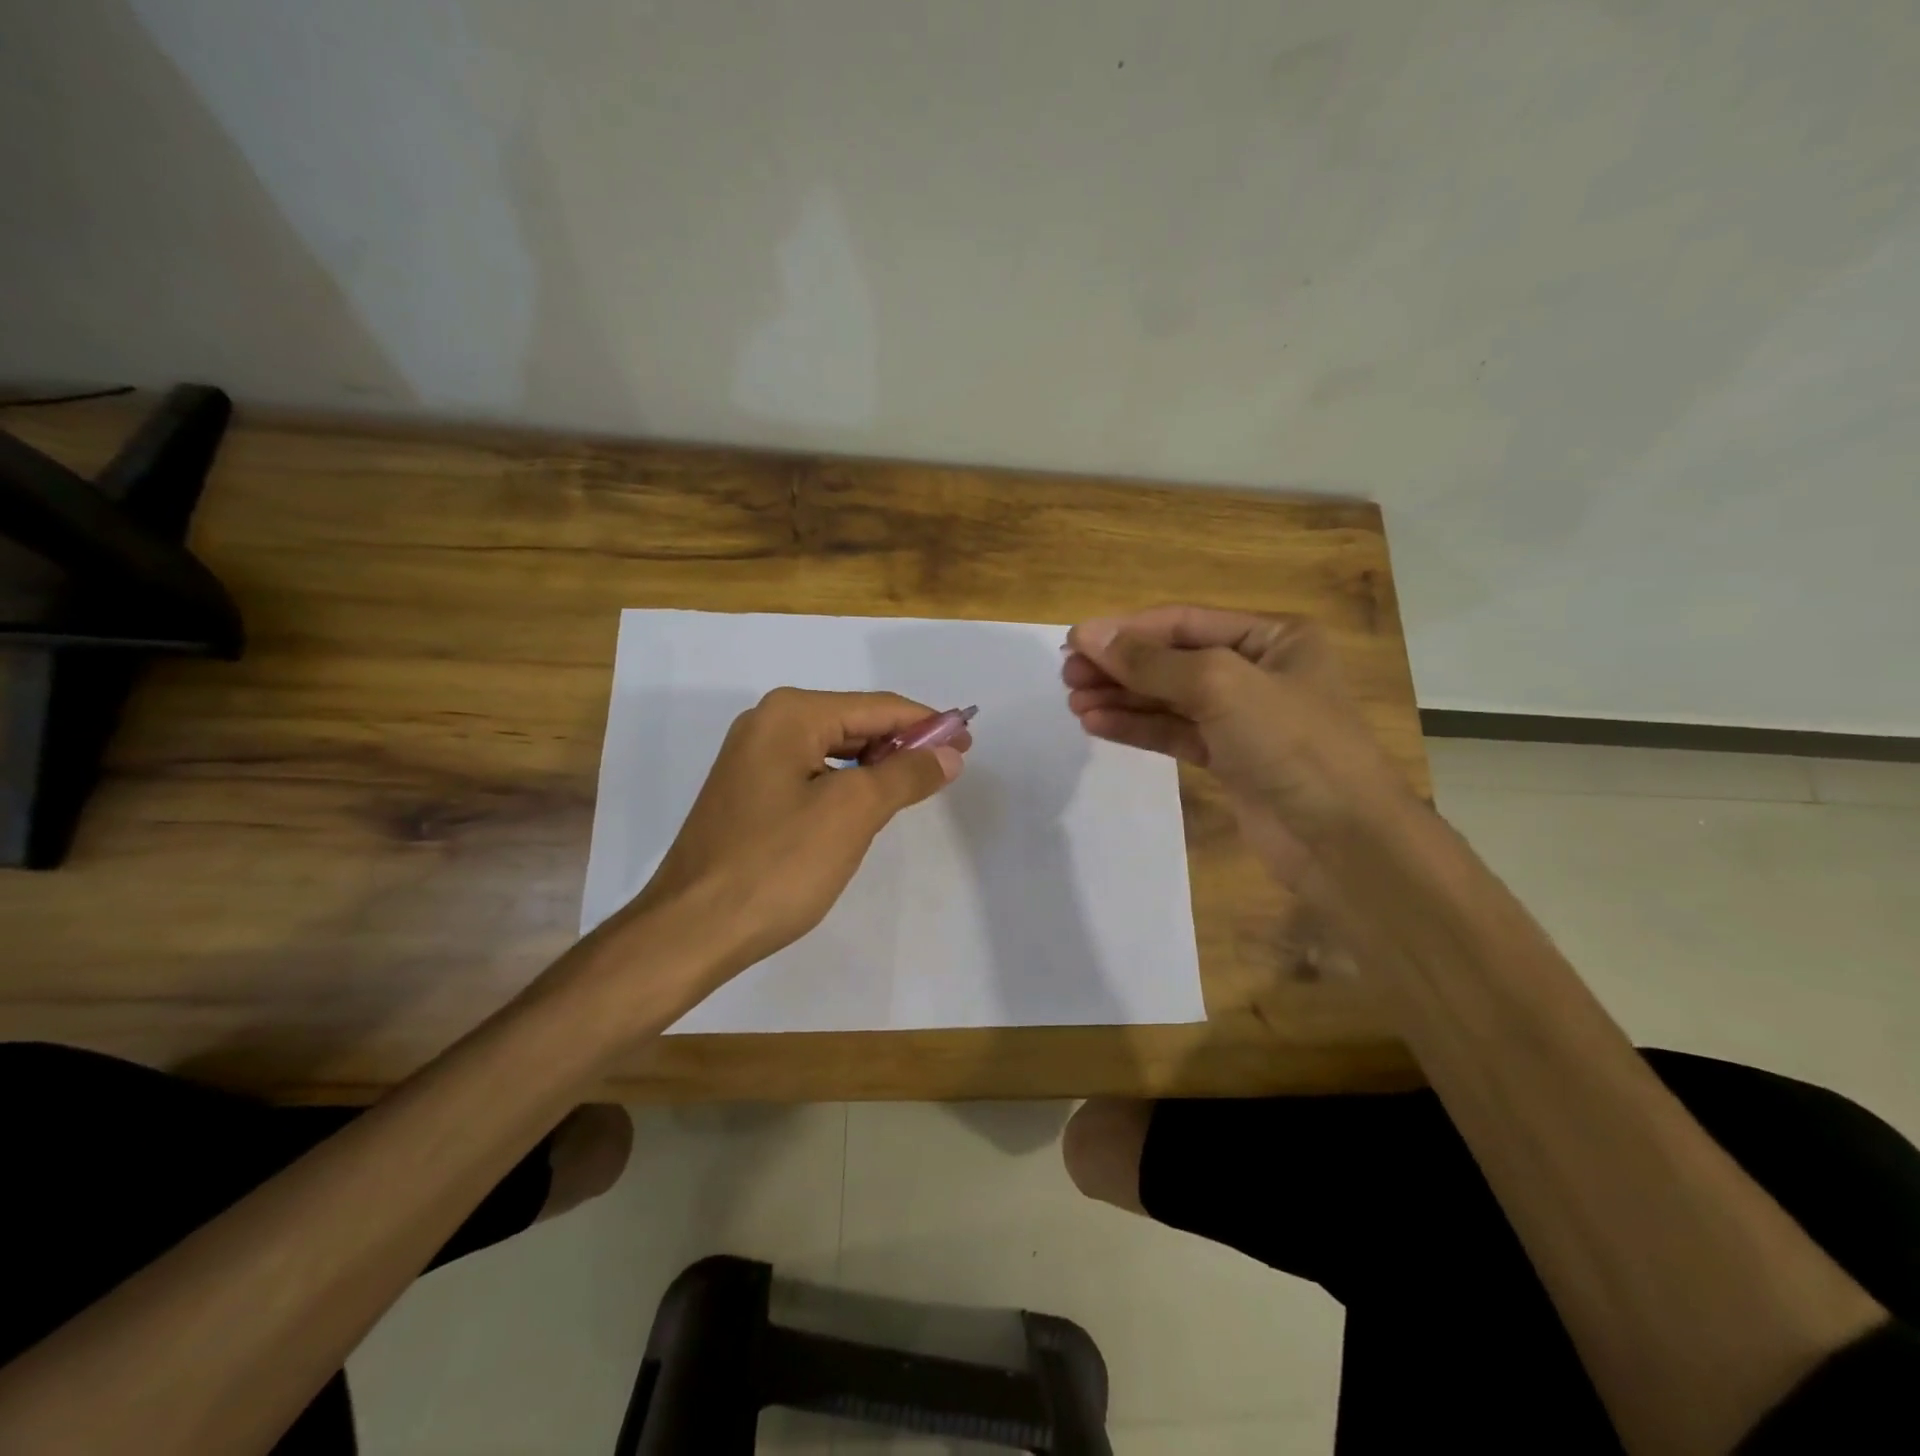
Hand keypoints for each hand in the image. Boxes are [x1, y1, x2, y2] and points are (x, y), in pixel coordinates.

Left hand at [608, 688, 967, 981]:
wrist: (691, 929)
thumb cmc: (778, 864)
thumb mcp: (853, 813)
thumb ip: (905, 774)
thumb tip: (950, 753)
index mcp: (791, 714)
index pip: (878, 707)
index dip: (928, 724)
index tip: (969, 742)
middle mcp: (767, 723)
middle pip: (855, 723)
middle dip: (903, 745)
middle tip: (949, 770)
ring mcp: (752, 758)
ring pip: (834, 750)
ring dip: (877, 766)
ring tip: (915, 789)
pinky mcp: (748, 792)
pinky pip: (812, 774)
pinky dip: (847, 785)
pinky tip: (866, 807)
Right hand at [1062, 605, 1409, 883]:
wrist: (1341, 840)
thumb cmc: (1291, 743)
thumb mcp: (1220, 686)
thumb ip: (1151, 661)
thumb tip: (1088, 635)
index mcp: (1273, 637)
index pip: (1184, 622)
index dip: (1127, 630)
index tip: (1074, 641)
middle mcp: (1258, 670)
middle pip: (1173, 659)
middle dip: (1120, 666)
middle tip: (1067, 674)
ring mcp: (1243, 718)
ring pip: (1169, 699)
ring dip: (1122, 698)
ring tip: (1073, 701)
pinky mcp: (1229, 759)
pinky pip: (1174, 733)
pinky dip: (1137, 728)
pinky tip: (1097, 723)